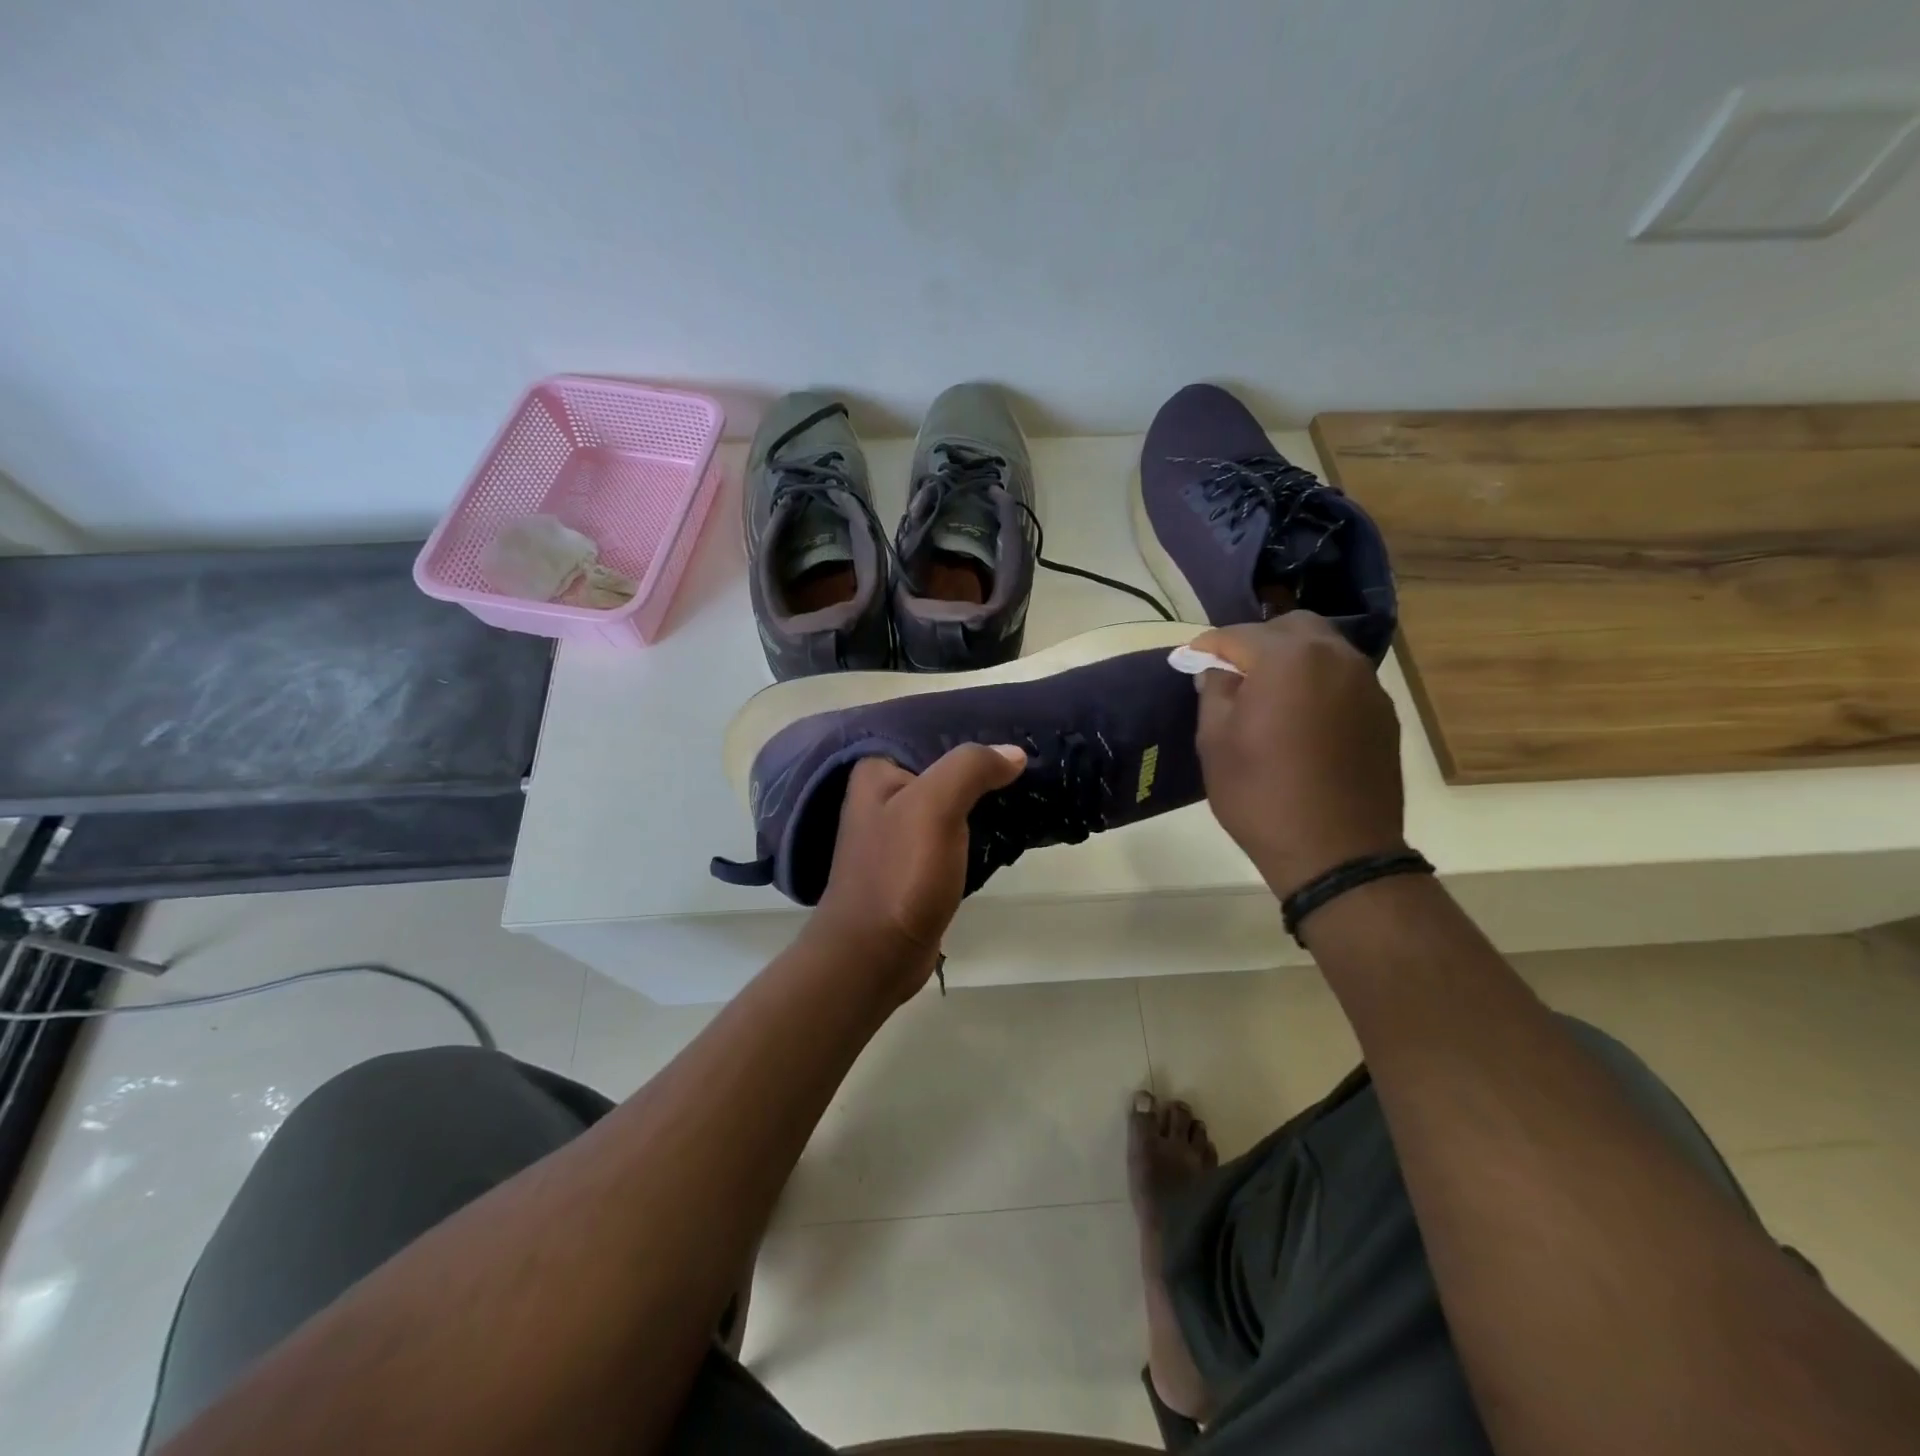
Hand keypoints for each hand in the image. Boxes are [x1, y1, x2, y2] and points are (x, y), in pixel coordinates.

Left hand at [808, 744, 1027, 993]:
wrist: (873, 956)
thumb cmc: (899, 874)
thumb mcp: (934, 807)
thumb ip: (971, 768)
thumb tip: (1014, 753)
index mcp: (876, 770)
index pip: (931, 733)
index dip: (973, 732)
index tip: (1017, 734)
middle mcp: (882, 795)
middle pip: (942, 767)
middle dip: (982, 766)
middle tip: (1029, 761)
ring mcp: (897, 833)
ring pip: (950, 801)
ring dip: (982, 797)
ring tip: (1026, 785)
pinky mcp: (914, 865)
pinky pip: (952, 833)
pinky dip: (976, 828)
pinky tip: (1005, 824)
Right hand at [1192, 613, 1405, 899]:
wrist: (1337, 852)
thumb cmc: (1261, 795)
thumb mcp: (1215, 743)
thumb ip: (1214, 692)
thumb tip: (1218, 671)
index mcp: (1287, 659)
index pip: (1238, 634)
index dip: (1208, 646)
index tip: (1191, 661)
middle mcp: (1334, 657)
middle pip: (1291, 627)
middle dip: (1257, 642)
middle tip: (1233, 673)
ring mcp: (1367, 684)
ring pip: (1323, 650)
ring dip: (1292, 660)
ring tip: (1268, 695)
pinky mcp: (1383, 713)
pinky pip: (1344, 680)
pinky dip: (1318, 684)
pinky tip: (1302, 719)